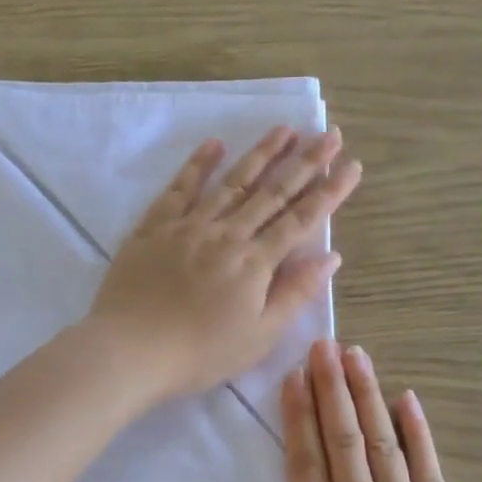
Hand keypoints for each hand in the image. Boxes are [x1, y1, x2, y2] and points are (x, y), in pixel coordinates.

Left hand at [85, 128, 361, 402]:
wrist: (130, 350)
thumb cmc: (200, 353)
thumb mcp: (259, 335)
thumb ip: (295, 293)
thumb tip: (330, 256)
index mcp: (255, 262)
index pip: (301, 219)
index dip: (330, 191)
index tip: (351, 164)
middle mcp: (227, 234)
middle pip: (273, 192)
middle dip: (305, 161)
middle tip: (329, 132)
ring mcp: (189, 225)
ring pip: (232, 181)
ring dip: (260, 153)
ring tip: (284, 129)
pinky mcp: (155, 226)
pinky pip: (180, 188)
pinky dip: (198, 164)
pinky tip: (214, 144)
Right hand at [230, 340, 481, 481]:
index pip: (306, 467)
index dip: (297, 418)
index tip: (293, 377)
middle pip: (346, 445)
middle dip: (333, 391)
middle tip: (325, 346)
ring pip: (386, 449)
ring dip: (371, 398)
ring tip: (358, 357)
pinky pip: (432, 477)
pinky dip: (420, 437)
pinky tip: (410, 403)